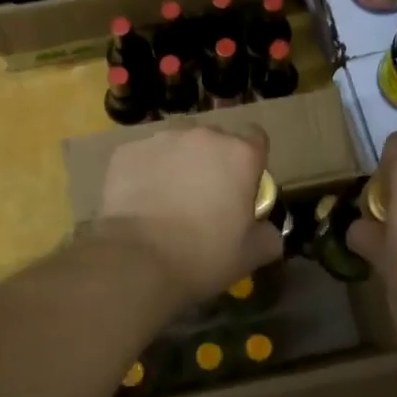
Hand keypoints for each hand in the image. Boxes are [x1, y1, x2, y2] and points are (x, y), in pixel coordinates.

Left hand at [96, 125, 282, 305]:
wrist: (137, 260)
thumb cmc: (203, 255)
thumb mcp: (251, 254)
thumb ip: (268, 235)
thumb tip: (267, 230)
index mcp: (240, 154)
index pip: (256, 138)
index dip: (250, 162)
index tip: (242, 187)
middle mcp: (203, 136)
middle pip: (214, 139)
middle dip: (212, 161)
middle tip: (204, 197)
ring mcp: (161, 140)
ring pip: (176, 144)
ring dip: (178, 163)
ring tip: (168, 198)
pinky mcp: (127, 151)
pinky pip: (144, 157)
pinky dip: (146, 172)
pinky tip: (140, 201)